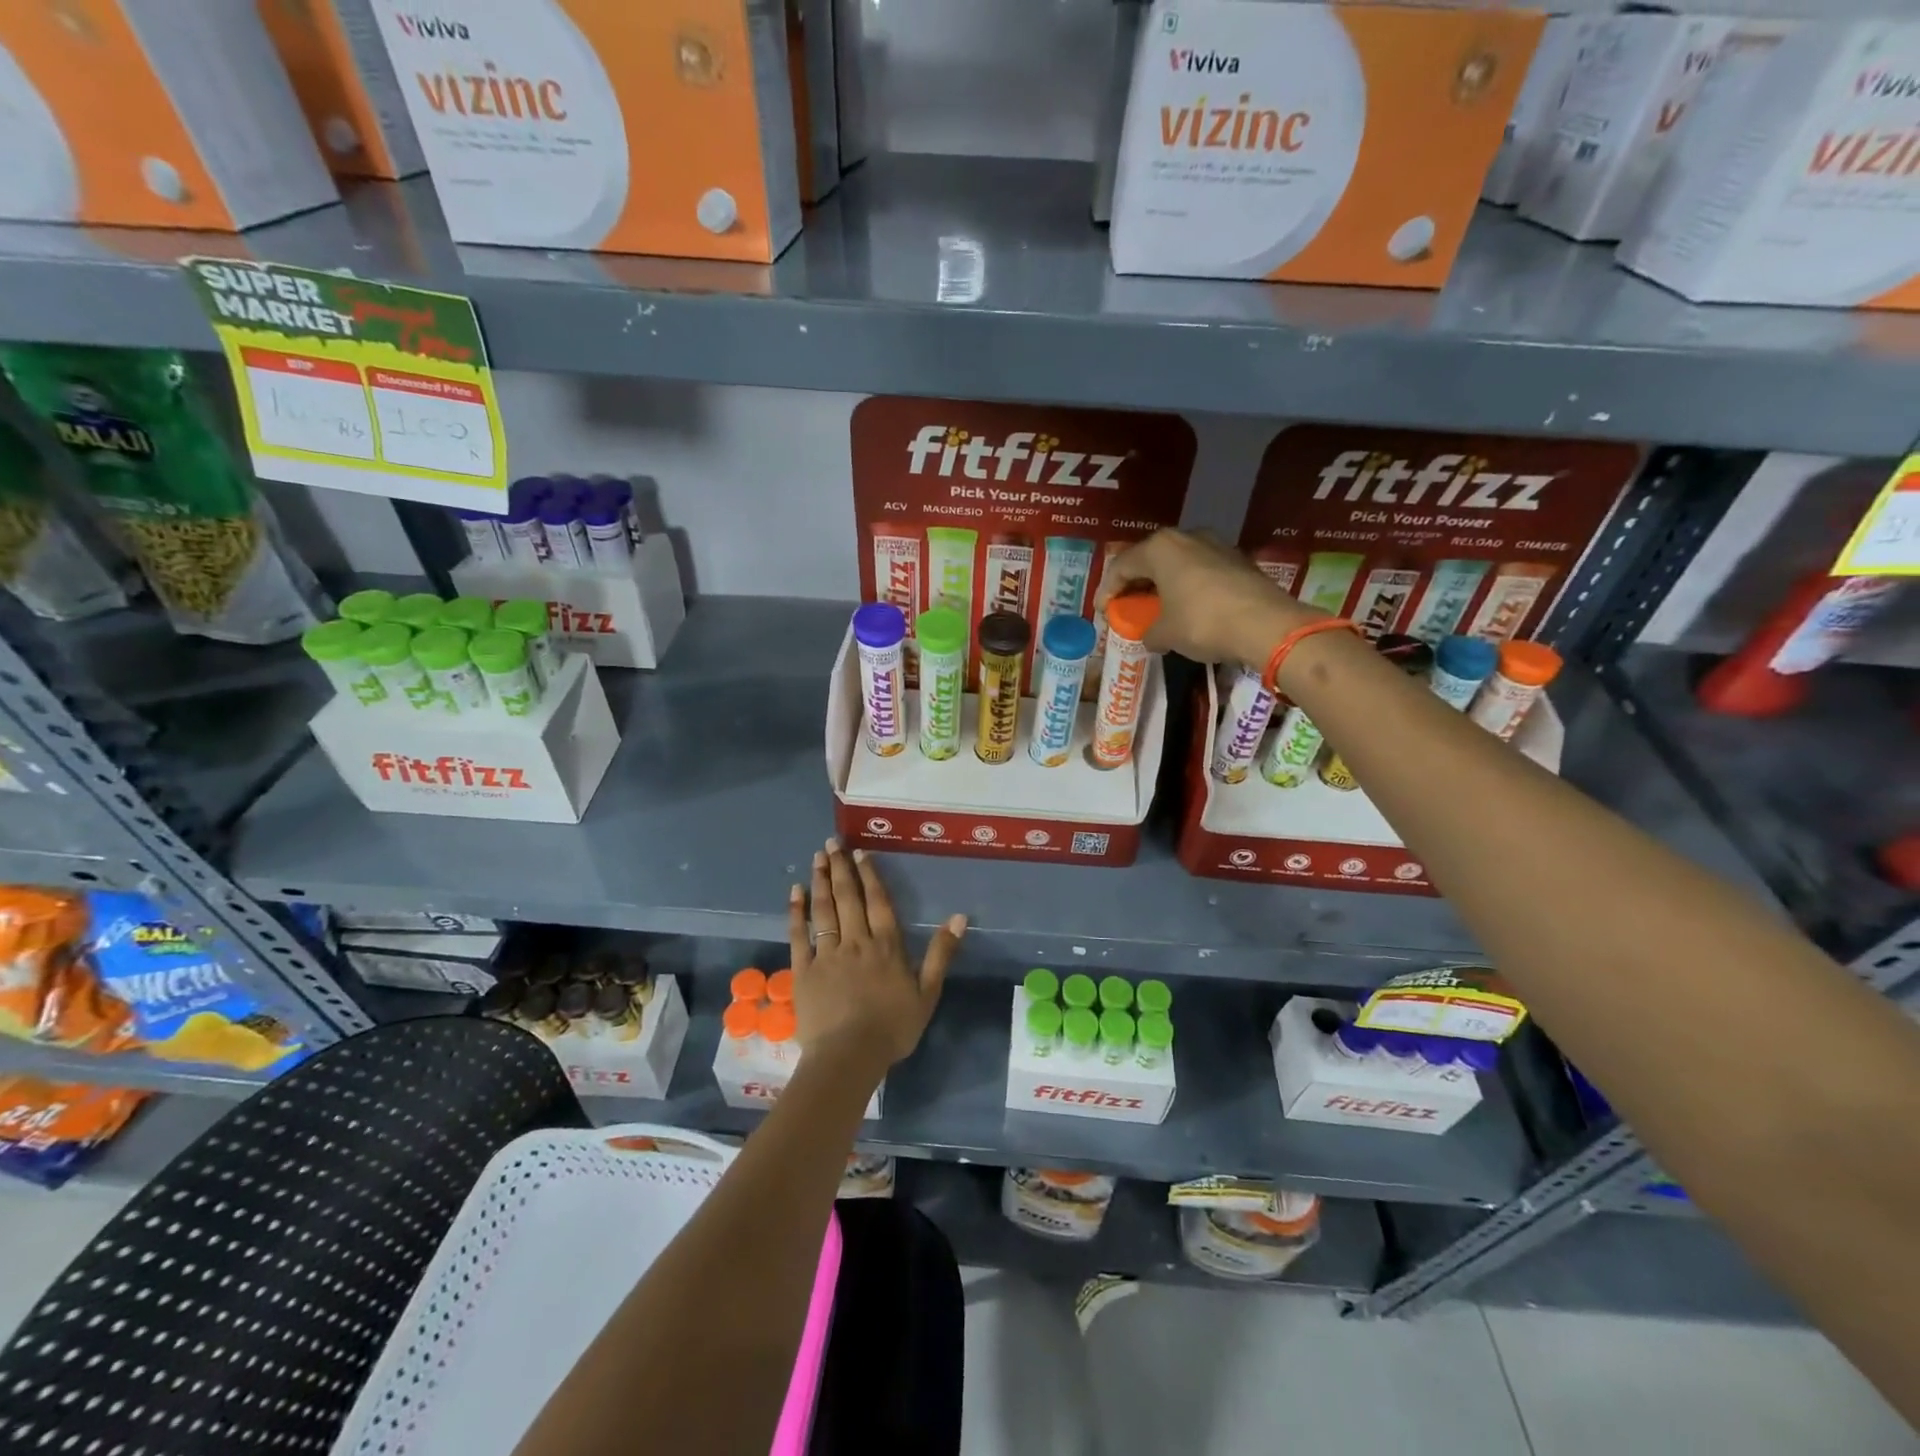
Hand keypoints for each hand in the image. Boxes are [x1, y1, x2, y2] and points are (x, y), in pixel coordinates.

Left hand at [787, 839, 965, 1079]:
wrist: (849, 1056)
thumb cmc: (892, 1028)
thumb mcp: (928, 993)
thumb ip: (941, 953)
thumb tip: (960, 917)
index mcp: (886, 946)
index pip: (878, 902)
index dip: (870, 876)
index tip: (860, 853)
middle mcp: (856, 941)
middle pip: (848, 898)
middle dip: (841, 868)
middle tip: (832, 842)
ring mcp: (827, 954)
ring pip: (824, 910)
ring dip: (821, 881)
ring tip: (818, 857)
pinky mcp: (803, 970)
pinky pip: (799, 935)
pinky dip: (797, 912)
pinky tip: (795, 892)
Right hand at [1096, 529, 1323, 666]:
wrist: (1265, 624)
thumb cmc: (1202, 622)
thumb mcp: (1165, 633)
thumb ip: (1149, 632)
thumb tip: (1150, 636)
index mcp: (1160, 548)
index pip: (1121, 566)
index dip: (1107, 591)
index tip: (1103, 612)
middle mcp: (1186, 537)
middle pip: (1150, 559)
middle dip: (1136, 583)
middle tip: (1128, 605)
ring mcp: (1216, 545)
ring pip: (1178, 562)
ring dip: (1164, 584)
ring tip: (1158, 607)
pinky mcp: (1238, 559)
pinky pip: (1201, 571)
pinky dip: (1188, 586)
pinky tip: (1188, 607)